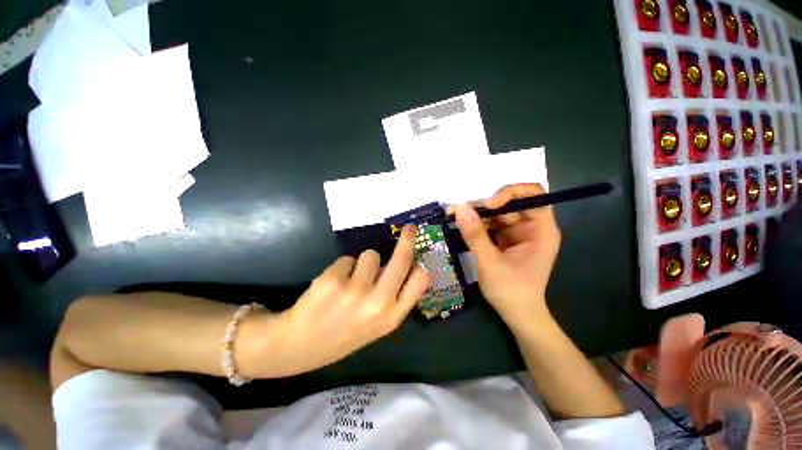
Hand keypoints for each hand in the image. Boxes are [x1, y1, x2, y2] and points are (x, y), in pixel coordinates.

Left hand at [266, 226, 430, 376]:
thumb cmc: (342, 334)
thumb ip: (392, 298)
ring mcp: (355, 291)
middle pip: (402, 260)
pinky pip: (347, 259)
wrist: (297, 346)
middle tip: (409, 229)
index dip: (421, 264)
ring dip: (362, 263)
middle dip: (407, 240)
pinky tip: (332, 285)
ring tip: (349, 281)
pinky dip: (342, 268)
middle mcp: (378, 303)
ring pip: (370, 255)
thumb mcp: (376, 325)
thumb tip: (398, 265)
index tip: (419, 254)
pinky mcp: (333, 280)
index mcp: (391, 317)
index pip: (420, 281)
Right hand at [454, 183, 560, 329]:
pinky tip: (463, 227)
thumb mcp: (490, 263)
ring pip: (498, 213)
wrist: (517, 315)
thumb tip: (459, 208)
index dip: (511, 193)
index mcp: (541, 230)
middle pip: (511, 203)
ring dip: (477, 215)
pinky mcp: (506, 240)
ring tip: (455, 216)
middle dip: (485, 205)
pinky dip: (477, 225)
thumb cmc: (511, 292)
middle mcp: (532, 227)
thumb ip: (475, 235)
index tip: (488, 205)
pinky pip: (491, 225)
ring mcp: (518, 233)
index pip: (534, 195)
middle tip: (460, 209)